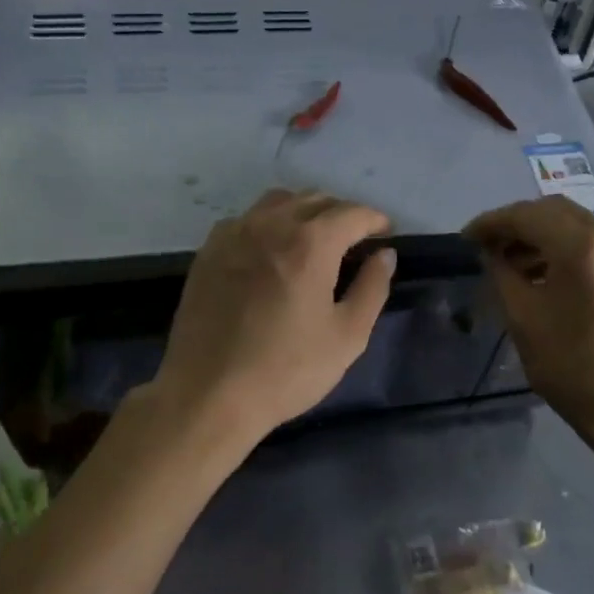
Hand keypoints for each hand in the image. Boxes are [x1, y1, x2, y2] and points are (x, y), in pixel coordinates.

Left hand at [150, 189, 395, 446]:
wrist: (208, 394)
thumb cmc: (287, 370)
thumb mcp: (347, 337)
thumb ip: (372, 288)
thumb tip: (384, 255)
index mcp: (310, 243)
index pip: (351, 213)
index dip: (375, 219)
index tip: (386, 233)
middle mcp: (270, 225)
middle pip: (314, 200)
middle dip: (341, 213)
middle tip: (356, 239)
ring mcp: (233, 235)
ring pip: (277, 202)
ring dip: (304, 211)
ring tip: (315, 239)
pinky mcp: (208, 252)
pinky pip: (246, 220)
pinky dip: (269, 224)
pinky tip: (271, 251)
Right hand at [464, 198, 593, 435]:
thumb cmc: (573, 367)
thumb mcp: (523, 320)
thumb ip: (502, 274)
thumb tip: (491, 252)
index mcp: (582, 246)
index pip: (527, 215)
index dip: (491, 222)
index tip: (465, 239)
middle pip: (553, 211)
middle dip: (515, 223)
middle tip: (485, 247)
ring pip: (573, 224)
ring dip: (538, 235)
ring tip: (507, 262)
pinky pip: (590, 243)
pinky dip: (560, 248)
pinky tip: (539, 273)